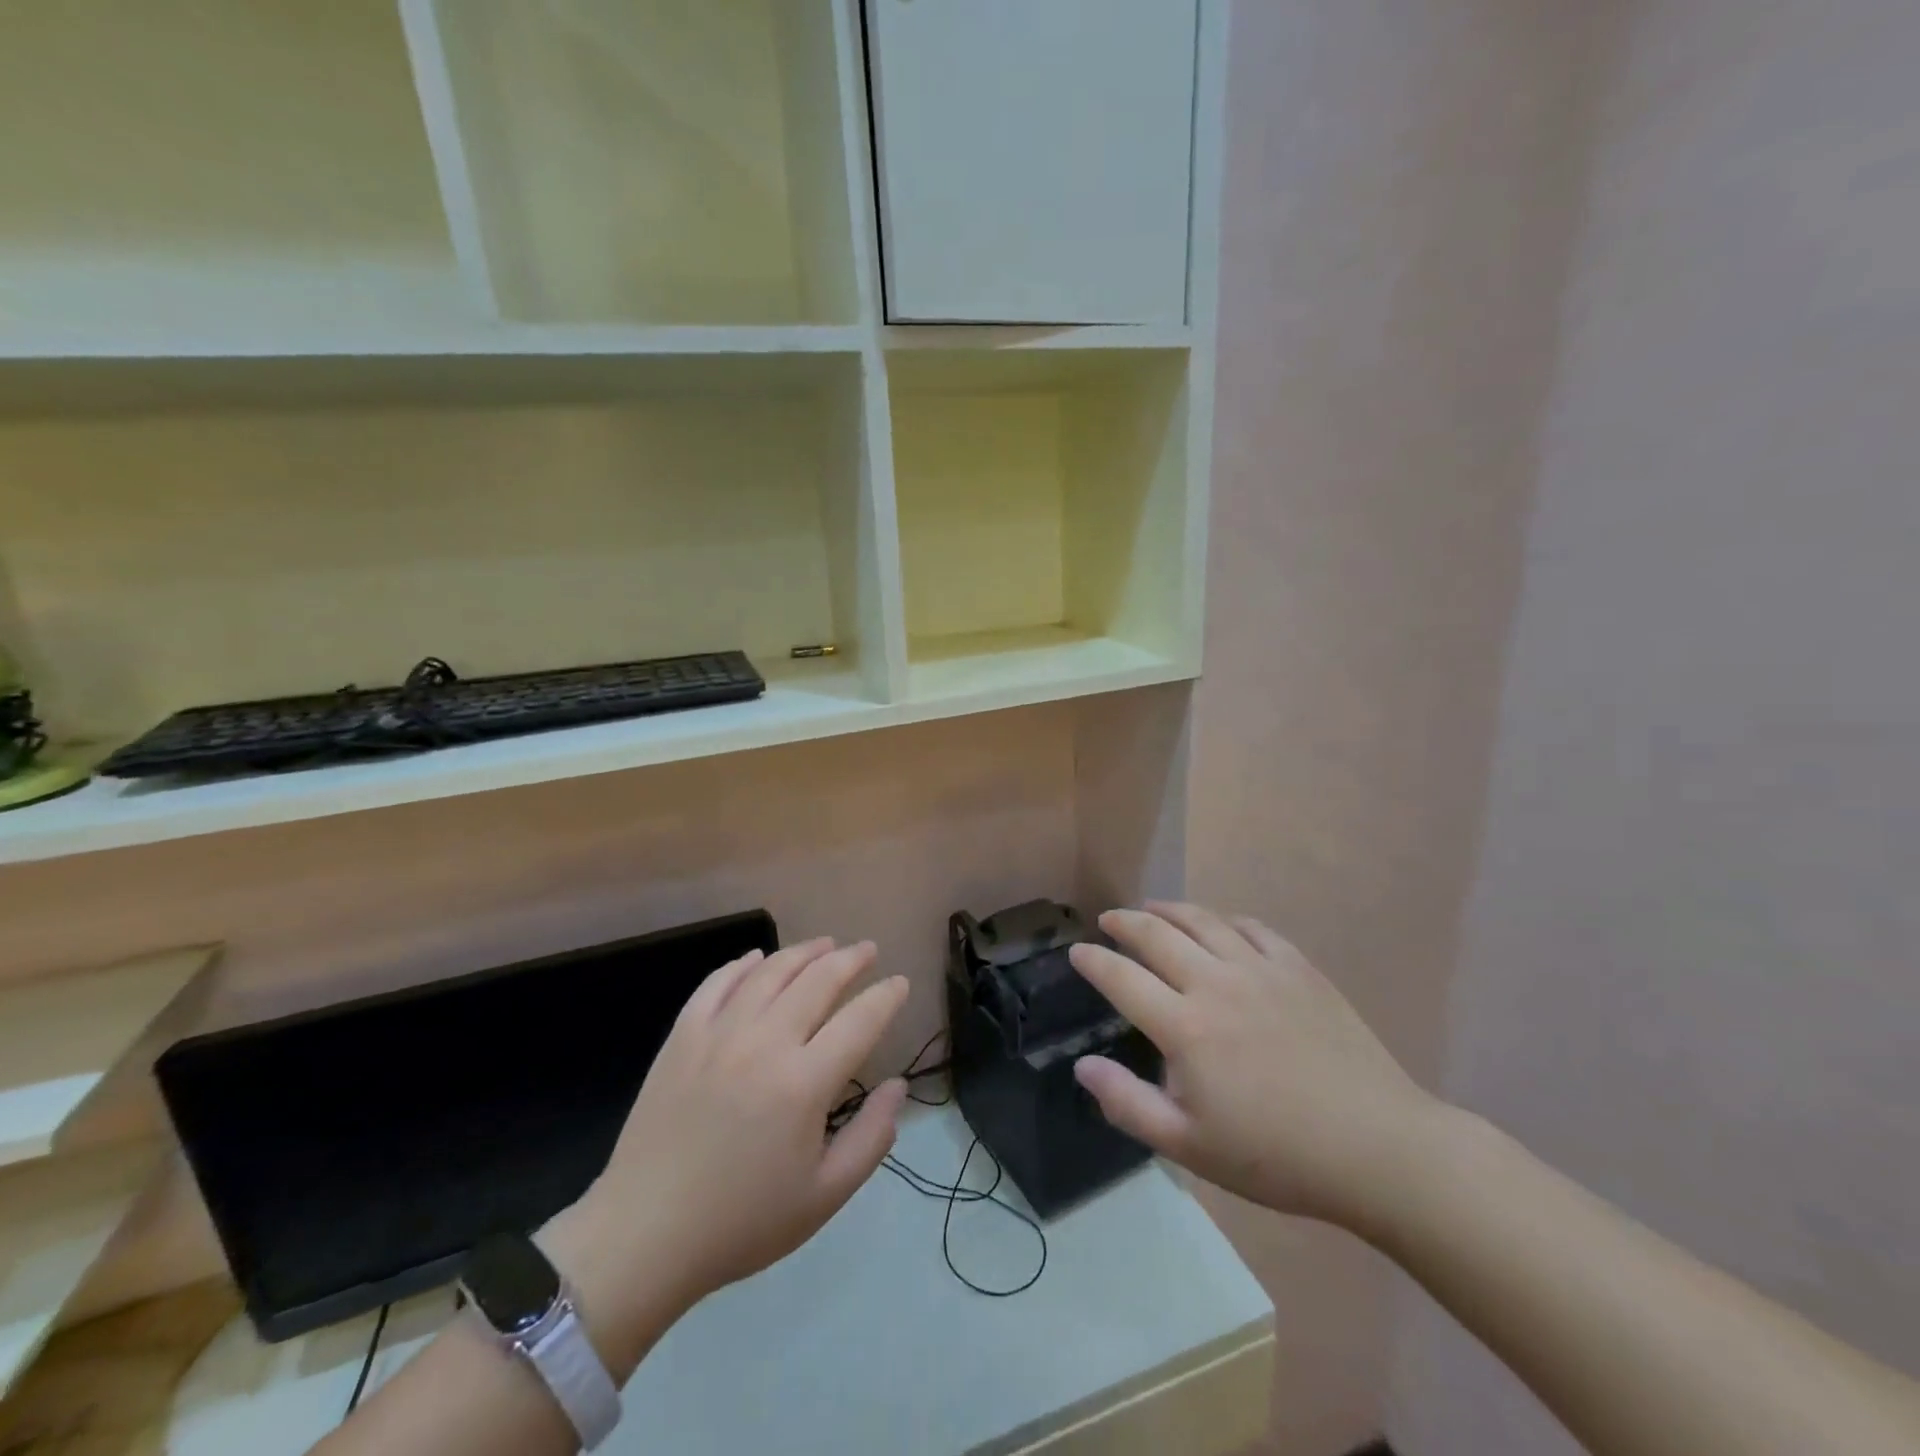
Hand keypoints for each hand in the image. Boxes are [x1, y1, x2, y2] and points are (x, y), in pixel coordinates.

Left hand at [549, 939, 907, 1359]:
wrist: (645, 1235)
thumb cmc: (742, 1221)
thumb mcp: (824, 1196)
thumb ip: (872, 1137)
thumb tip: (897, 1086)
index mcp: (804, 1083)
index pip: (860, 1020)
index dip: (886, 997)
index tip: (901, 983)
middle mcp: (765, 1043)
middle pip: (818, 980)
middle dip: (851, 959)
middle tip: (868, 950)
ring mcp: (719, 1034)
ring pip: (771, 972)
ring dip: (804, 952)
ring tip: (826, 944)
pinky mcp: (682, 1037)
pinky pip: (717, 983)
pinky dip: (743, 964)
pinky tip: (758, 959)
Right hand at [1070, 903, 1441, 1232]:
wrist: (1378, 1149)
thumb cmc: (1277, 1156)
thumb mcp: (1191, 1146)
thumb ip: (1128, 1104)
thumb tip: (1082, 1065)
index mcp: (1185, 1027)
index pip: (1122, 978)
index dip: (1093, 961)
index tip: (1077, 952)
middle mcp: (1216, 984)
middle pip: (1157, 935)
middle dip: (1124, 922)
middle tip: (1108, 920)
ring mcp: (1261, 970)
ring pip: (1203, 921)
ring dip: (1169, 910)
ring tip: (1152, 908)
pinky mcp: (1299, 969)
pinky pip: (1252, 928)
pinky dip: (1225, 920)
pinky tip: (1219, 925)